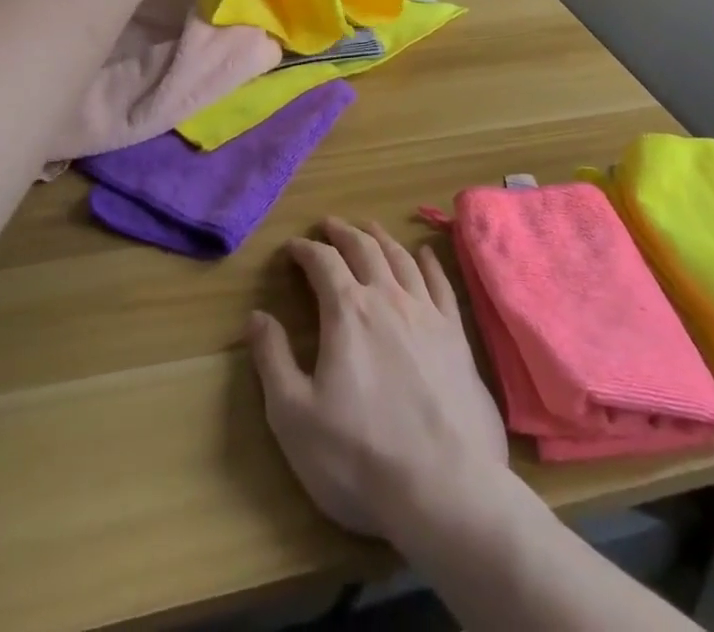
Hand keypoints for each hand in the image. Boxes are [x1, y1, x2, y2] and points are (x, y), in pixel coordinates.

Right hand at [248, 219, 509, 541]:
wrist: (445, 489)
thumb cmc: (360, 456)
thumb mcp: (294, 417)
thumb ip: (272, 360)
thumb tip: (256, 316)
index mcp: (348, 312)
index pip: (323, 262)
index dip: (305, 250)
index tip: (292, 247)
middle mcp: (388, 298)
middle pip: (364, 248)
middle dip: (342, 233)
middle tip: (329, 225)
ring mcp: (427, 313)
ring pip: (401, 258)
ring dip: (381, 238)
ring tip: (370, 229)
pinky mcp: (457, 335)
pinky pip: (441, 284)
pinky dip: (429, 262)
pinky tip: (425, 254)